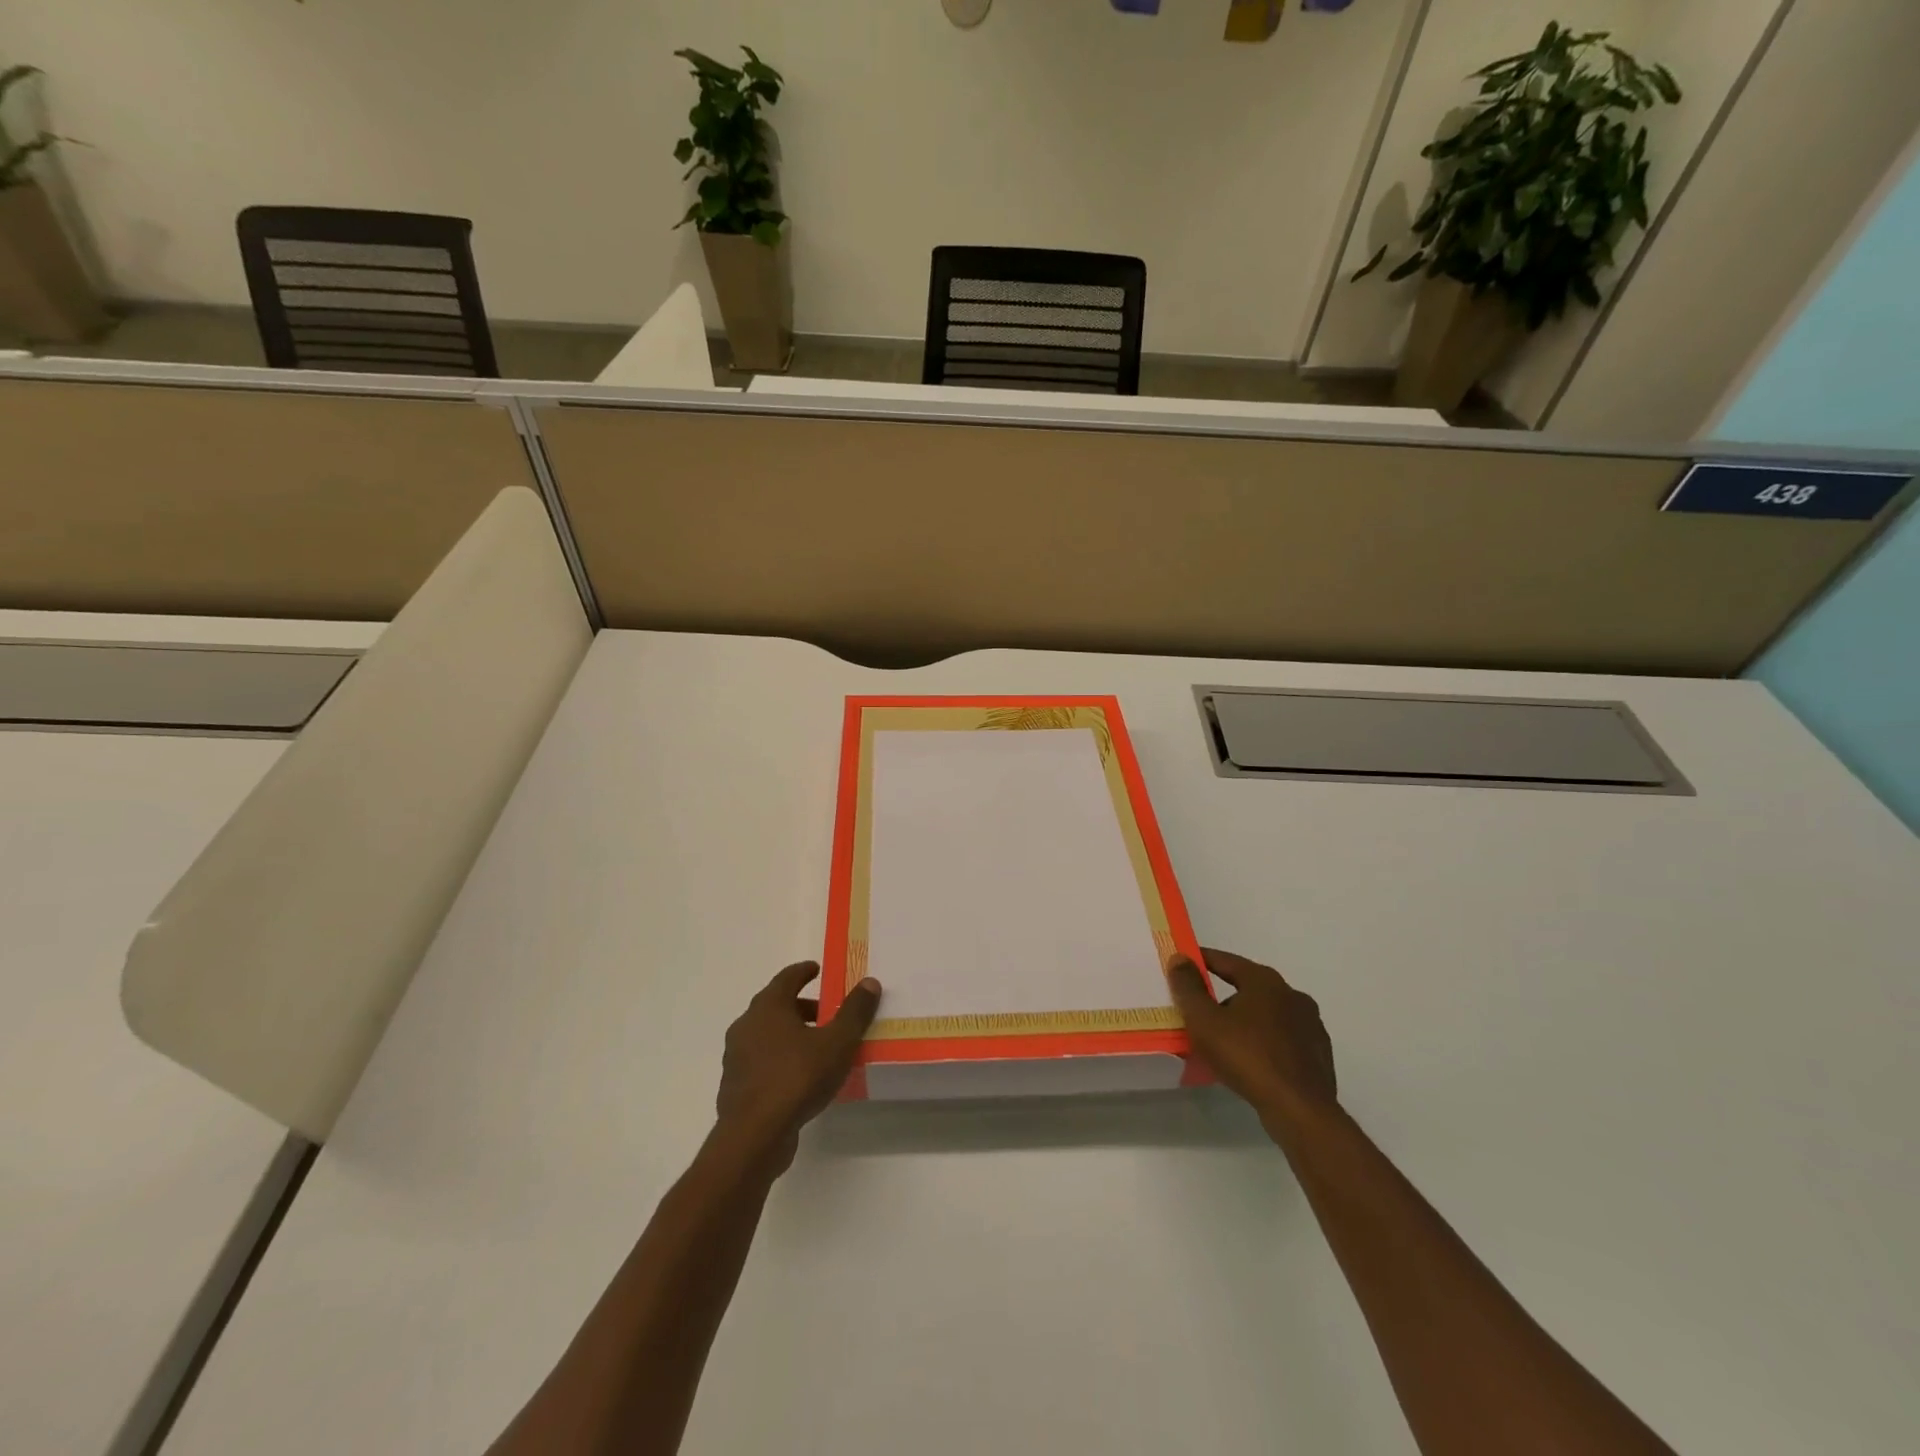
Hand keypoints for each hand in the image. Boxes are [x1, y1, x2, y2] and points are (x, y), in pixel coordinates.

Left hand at [714, 962, 881, 1171]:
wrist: (754, 1136)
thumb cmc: (797, 1078)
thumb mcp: (837, 1042)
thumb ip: (854, 1012)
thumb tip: (870, 982)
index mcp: (768, 1007)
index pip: (786, 978)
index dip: (803, 971)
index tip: (817, 969)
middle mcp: (746, 1025)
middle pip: (775, 1006)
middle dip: (801, 1006)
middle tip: (826, 1012)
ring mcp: (736, 1057)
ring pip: (766, 1035)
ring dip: (789, 1034)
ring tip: (816, 1047)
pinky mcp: (735, 1086)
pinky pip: (761, 1062)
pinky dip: (779, 1059)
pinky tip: (798, 1077)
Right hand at [1167, 947, 1337, 1137]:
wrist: (1300, 1110)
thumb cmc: (1247, 1056)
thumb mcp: (1204, 1021)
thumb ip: (1188, 987)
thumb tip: (1179, 958)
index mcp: (1265, 981)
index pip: (1226, 960)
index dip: (1202, 960)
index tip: (1183, 963)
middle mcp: (1292, 995)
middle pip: (1248, 988)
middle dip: (1222, 998)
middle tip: (1199, 1013)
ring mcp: (1310, 1025)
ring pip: (1266, 1015)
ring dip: (1244, 1022)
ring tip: (1223, 1044)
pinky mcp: (1318, 1053)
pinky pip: (1282, 1039)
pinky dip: (1263, 1043)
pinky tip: (1251, 1063)